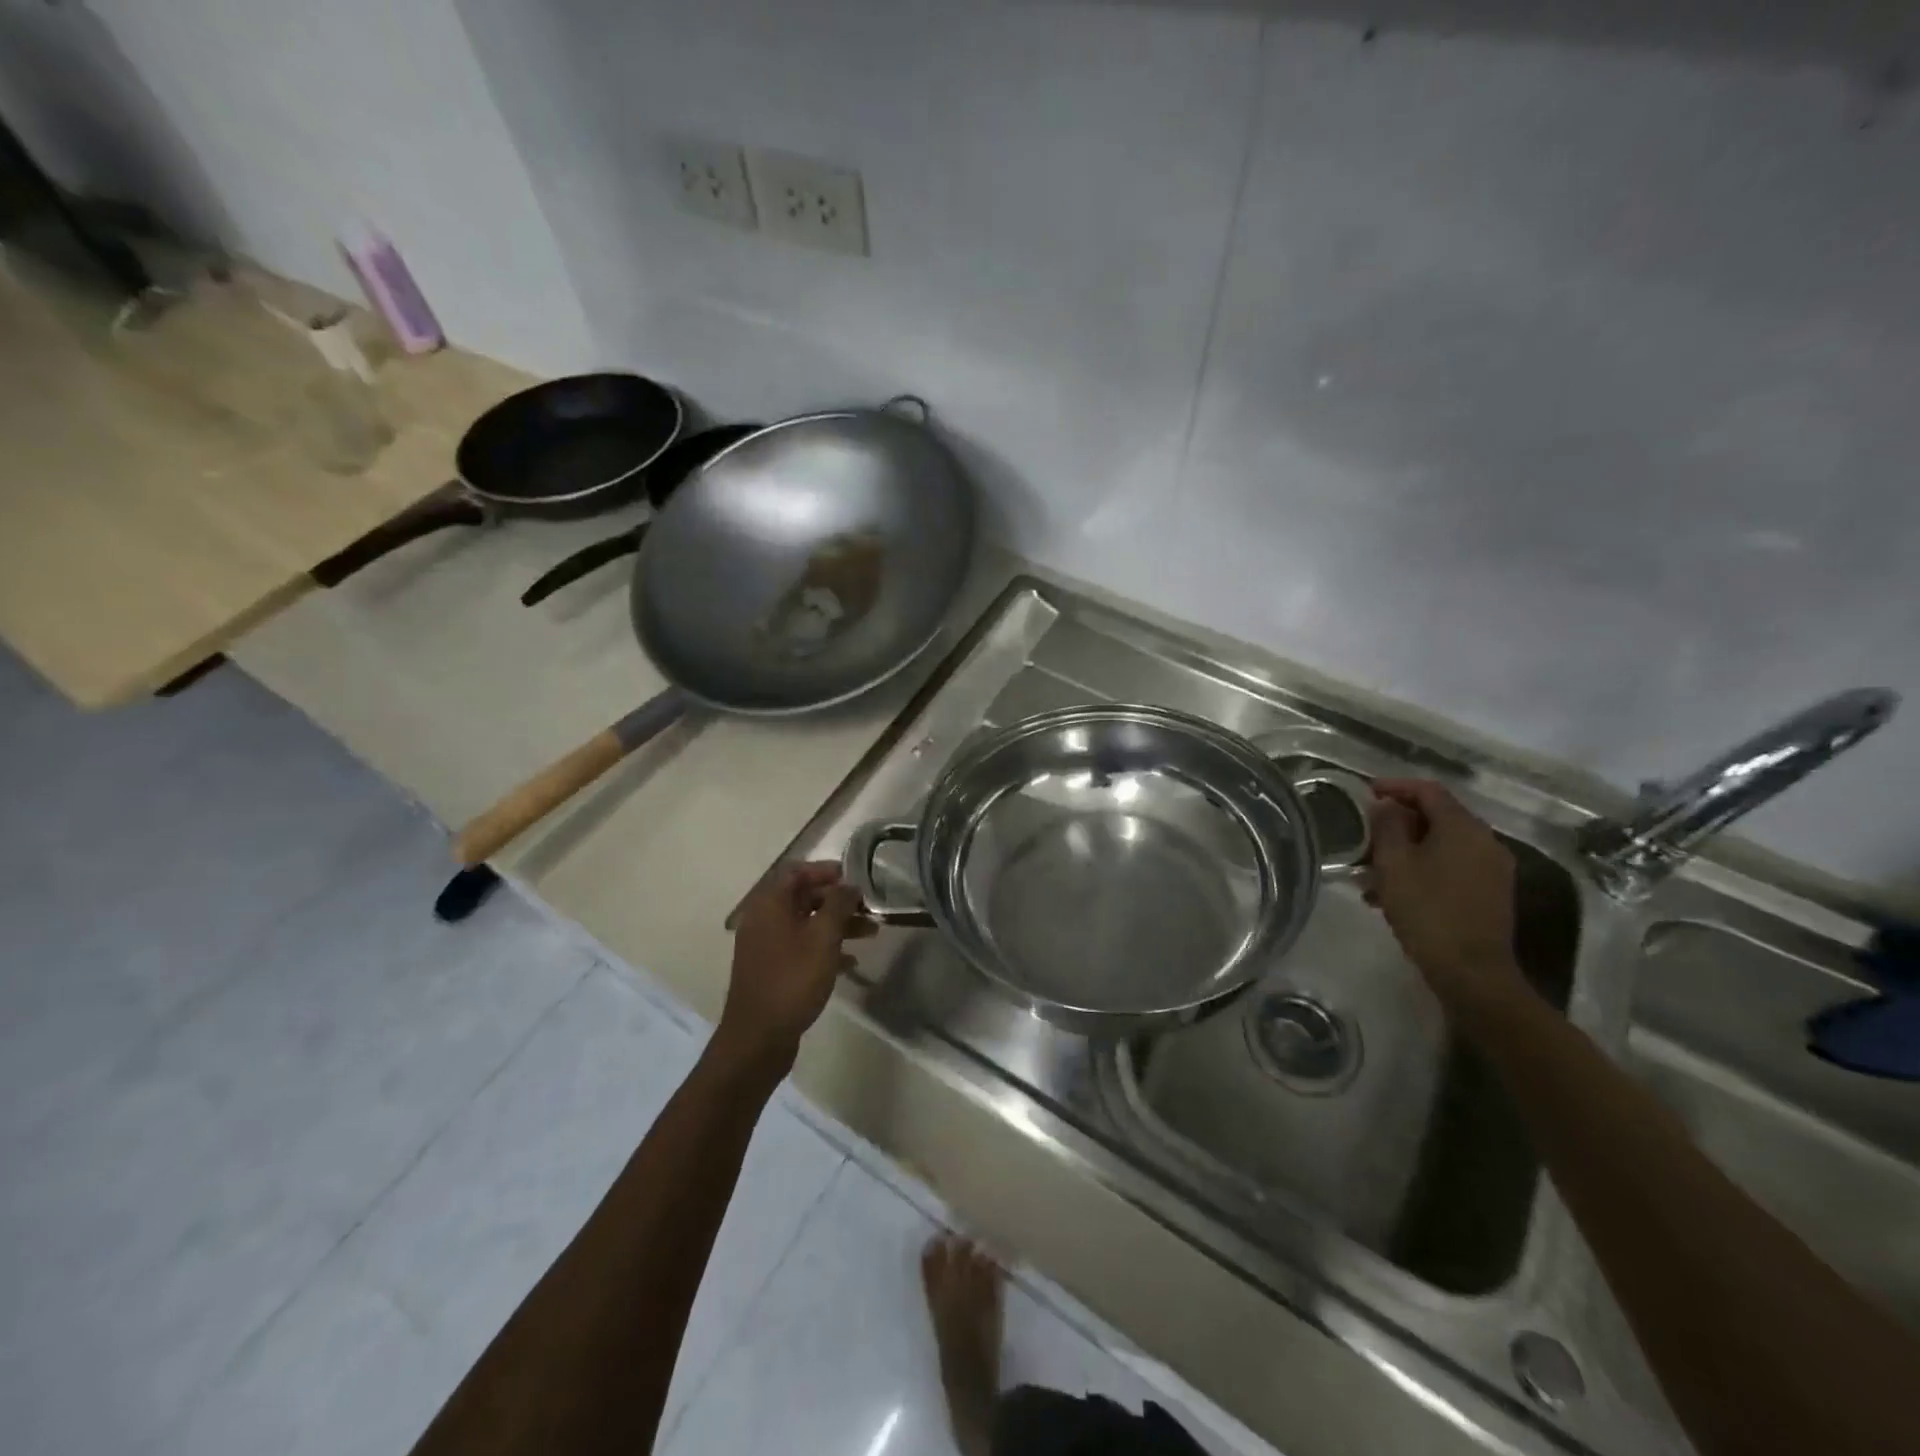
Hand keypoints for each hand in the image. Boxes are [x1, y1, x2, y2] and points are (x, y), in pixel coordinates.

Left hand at [715, 861, 873, 1071]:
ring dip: (837, 925)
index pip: (797, 872)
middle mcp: (764, 920)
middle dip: (838, 900)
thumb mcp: (823, 938)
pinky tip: (851, 962)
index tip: (855, 878)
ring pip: (806, 924)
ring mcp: (766, 947)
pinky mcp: (772, 970)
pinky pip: (802, 948)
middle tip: (868, 907)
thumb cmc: (792, 979)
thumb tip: (849, 884)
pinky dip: (825, 948)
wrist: (758, 1038)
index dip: (826, 870)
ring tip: (871, 933)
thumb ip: (839, 905)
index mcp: (770, 905)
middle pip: (804, 898)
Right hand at [1366, 779, 1523, 1007]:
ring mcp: (1491, 869)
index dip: (1395, 786)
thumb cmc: (1427, 911)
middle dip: (1397, 823)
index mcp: (1463, 828)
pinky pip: (1450, 867)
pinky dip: (1421, 869)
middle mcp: (1485, 841)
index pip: (1428, 790)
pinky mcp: (1489, 894)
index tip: (1365, 793)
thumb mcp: (1394, 864)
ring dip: (1405, 850)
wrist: (1471, 972)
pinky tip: (1392, 893)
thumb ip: (1387, 826)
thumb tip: (1385, 806)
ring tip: (1370, 871)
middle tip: (1364, 834)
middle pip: (1437, 817)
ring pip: (1440, 845)